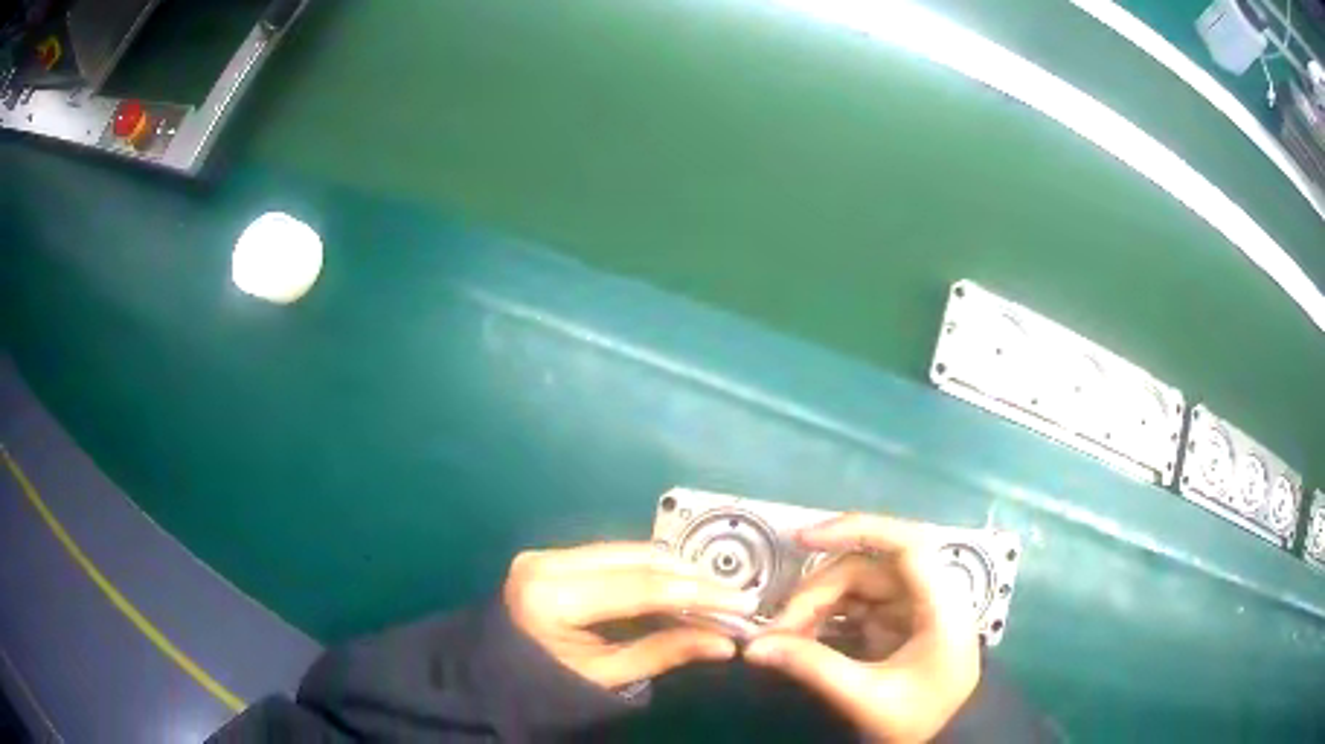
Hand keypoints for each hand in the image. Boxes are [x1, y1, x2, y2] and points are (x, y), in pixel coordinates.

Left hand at [503, 542, 756, 689]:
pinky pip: (611, 555)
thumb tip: (726, 643)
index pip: (639, 587)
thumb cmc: (547, 686)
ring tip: (713, 591)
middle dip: (690, 577)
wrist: (492, 675)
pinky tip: (676, 584)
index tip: (741, 602)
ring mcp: (545, 553)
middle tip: (733, 596)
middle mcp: (546, 562)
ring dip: (673, 569)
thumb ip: (664, 653)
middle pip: (636, 560)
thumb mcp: (606, 677)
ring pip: (627, 551)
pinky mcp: (549, 554)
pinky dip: (648, 569)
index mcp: (552, 598)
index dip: (697, 593)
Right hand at [745, 515, 980, 742]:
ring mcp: (912, 607)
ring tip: (782, 638)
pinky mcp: (897, 622)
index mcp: (940, 604)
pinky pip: (855, 605)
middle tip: (777, 630)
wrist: (948, 736)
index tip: (802, 539)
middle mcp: (928, 593)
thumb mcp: (866, 697)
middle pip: (867, 568)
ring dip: (816, 604)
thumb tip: (754, 647)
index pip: (905, 544)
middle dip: (817, 592)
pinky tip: (800, 637)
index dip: (855, 530)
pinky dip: (825, 617)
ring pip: (856, 585)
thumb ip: (813, 667)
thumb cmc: (920, 718)